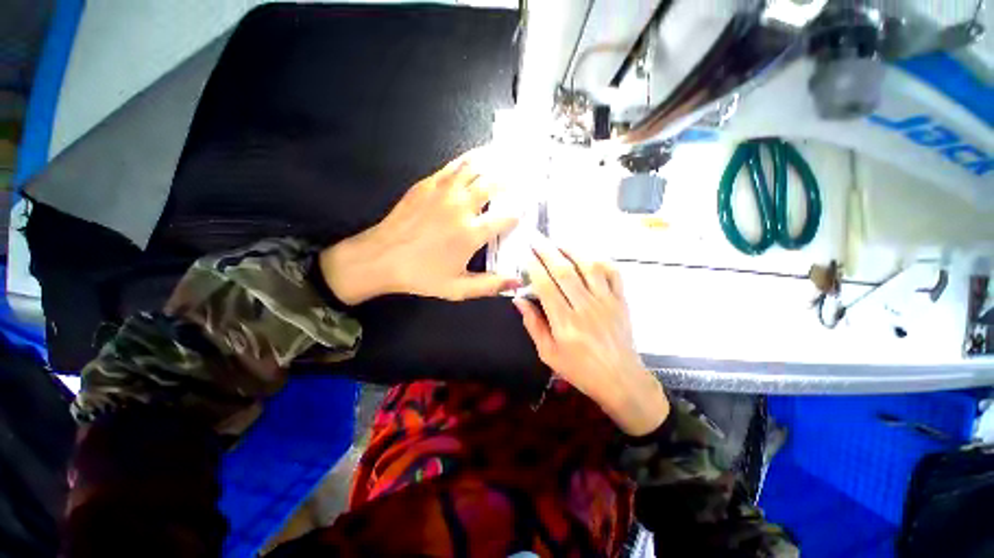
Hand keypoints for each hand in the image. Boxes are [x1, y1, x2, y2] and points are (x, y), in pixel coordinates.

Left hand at [320, 148, 520, 303]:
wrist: (380, 258)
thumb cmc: (421, 275)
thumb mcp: (457, 289)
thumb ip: (490, 285)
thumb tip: (519, 282)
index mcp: (471, 234)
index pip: (506, 217)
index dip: (520, 213)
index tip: (526, 211)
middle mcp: (461, 207)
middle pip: (494, 185)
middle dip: (512, 181)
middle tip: (524, 178)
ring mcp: (443, 191)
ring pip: (476, 168)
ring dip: (495, 162)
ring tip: (510, 157)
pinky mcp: (428, 183)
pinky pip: (455, 165)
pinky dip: (471, 158)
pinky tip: (479, 155)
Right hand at [513, 243, 668, 435]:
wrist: (620, 380)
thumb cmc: (580, 369)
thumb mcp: (548, 354)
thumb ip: (533, 325)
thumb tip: (519, 300)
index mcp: (565, 323)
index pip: (546, 286)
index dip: (534, 266)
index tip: (526, 254)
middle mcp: (585, 308)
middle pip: (564, 271)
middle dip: (547, 251)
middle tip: (536, 239)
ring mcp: (606, 302)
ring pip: (589, 267)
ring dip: (572, 250)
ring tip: (559, 243)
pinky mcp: (621, 301)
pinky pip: (614, 274)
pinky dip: (601, 261)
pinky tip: (588, 256)